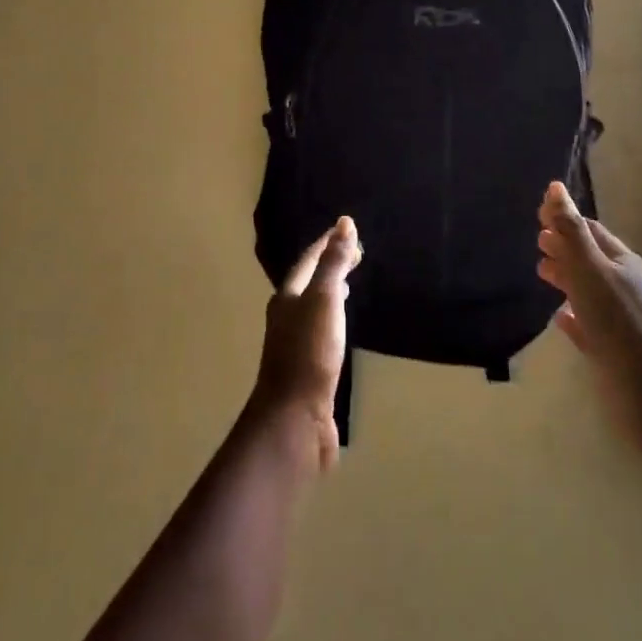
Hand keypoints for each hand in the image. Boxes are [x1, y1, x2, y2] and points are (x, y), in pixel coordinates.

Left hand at [252, 217, 359, 471]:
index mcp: (287, 297)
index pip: (308, 260)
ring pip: (313, 307)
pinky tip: (342, 327)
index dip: (326, 242)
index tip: (346, 228)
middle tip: (354, 254)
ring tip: (347, 284)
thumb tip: (343, 223)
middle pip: (308, 282)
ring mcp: (295, 343)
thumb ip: (333, 263)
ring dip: (329, 291)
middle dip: (328, 264)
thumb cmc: (309, 353)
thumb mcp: (324, 300)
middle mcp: (287, 317)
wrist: (295, 417)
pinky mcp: (307, 367)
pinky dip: (333, 318)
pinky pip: (321, 331)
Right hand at [537, 182, 641, 467]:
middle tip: (536, 245)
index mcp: (622, 262)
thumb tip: (555, 187)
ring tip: (541, 274)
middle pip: (591, 259)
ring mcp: (621, 320)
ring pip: (590, 291)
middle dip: (564, 248)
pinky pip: (590, 325)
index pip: (591, 231)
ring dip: (566, 279)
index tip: (537, 217)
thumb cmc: (618, 322)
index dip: (565, 221)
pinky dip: (573, 316)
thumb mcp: (590, 269)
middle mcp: (625, 286)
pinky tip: (560, 319)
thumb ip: (570, 230)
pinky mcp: (615, 350)